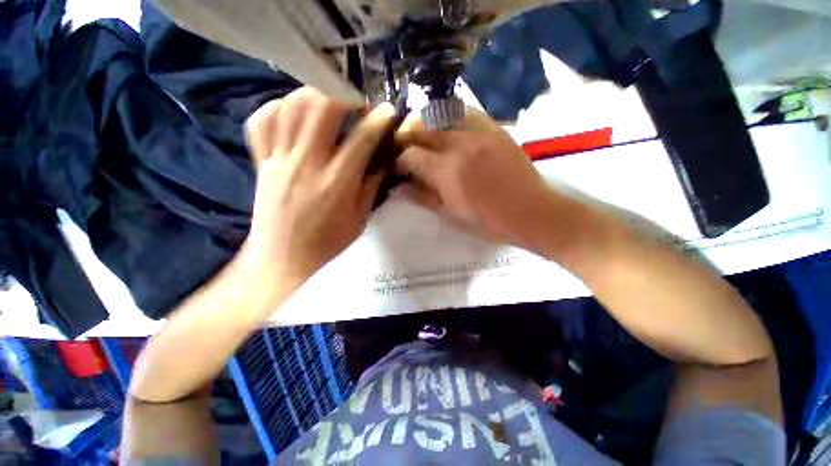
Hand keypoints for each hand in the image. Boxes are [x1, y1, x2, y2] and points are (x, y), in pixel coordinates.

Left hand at [242, 87, 393, 288]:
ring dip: (313, 96)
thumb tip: (384, 158)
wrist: (285, 259)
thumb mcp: (360, 218)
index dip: (378, 120)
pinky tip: (293, 113)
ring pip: (290, 107)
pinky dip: (277, 108)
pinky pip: (261, 122)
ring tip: (328, 103)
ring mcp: (278, 161)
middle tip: (356, 105)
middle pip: (320, 108)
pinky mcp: (261, 163)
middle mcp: (306, 164)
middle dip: (343, 96)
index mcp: (336, 182)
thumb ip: (372, 184)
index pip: (361, 139)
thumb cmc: (329, 242)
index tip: (387, 111)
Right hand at [395, 109, 555, 250]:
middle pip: (422, 127)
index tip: (397, 166)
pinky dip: (450, 115)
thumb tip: (404, 183)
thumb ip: (424, 195)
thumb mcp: (450, 215)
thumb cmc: (488, 222)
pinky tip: (447, 127)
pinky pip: (466, 111)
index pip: (410, 154)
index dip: (398, 159)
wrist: (531, 212)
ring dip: (425, 121)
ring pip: (441, 113)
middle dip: (406, 135)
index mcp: (446, 171)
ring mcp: (479, 132)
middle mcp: (459, 144)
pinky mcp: (495, 128)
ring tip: (422, 133)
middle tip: (403, 146)